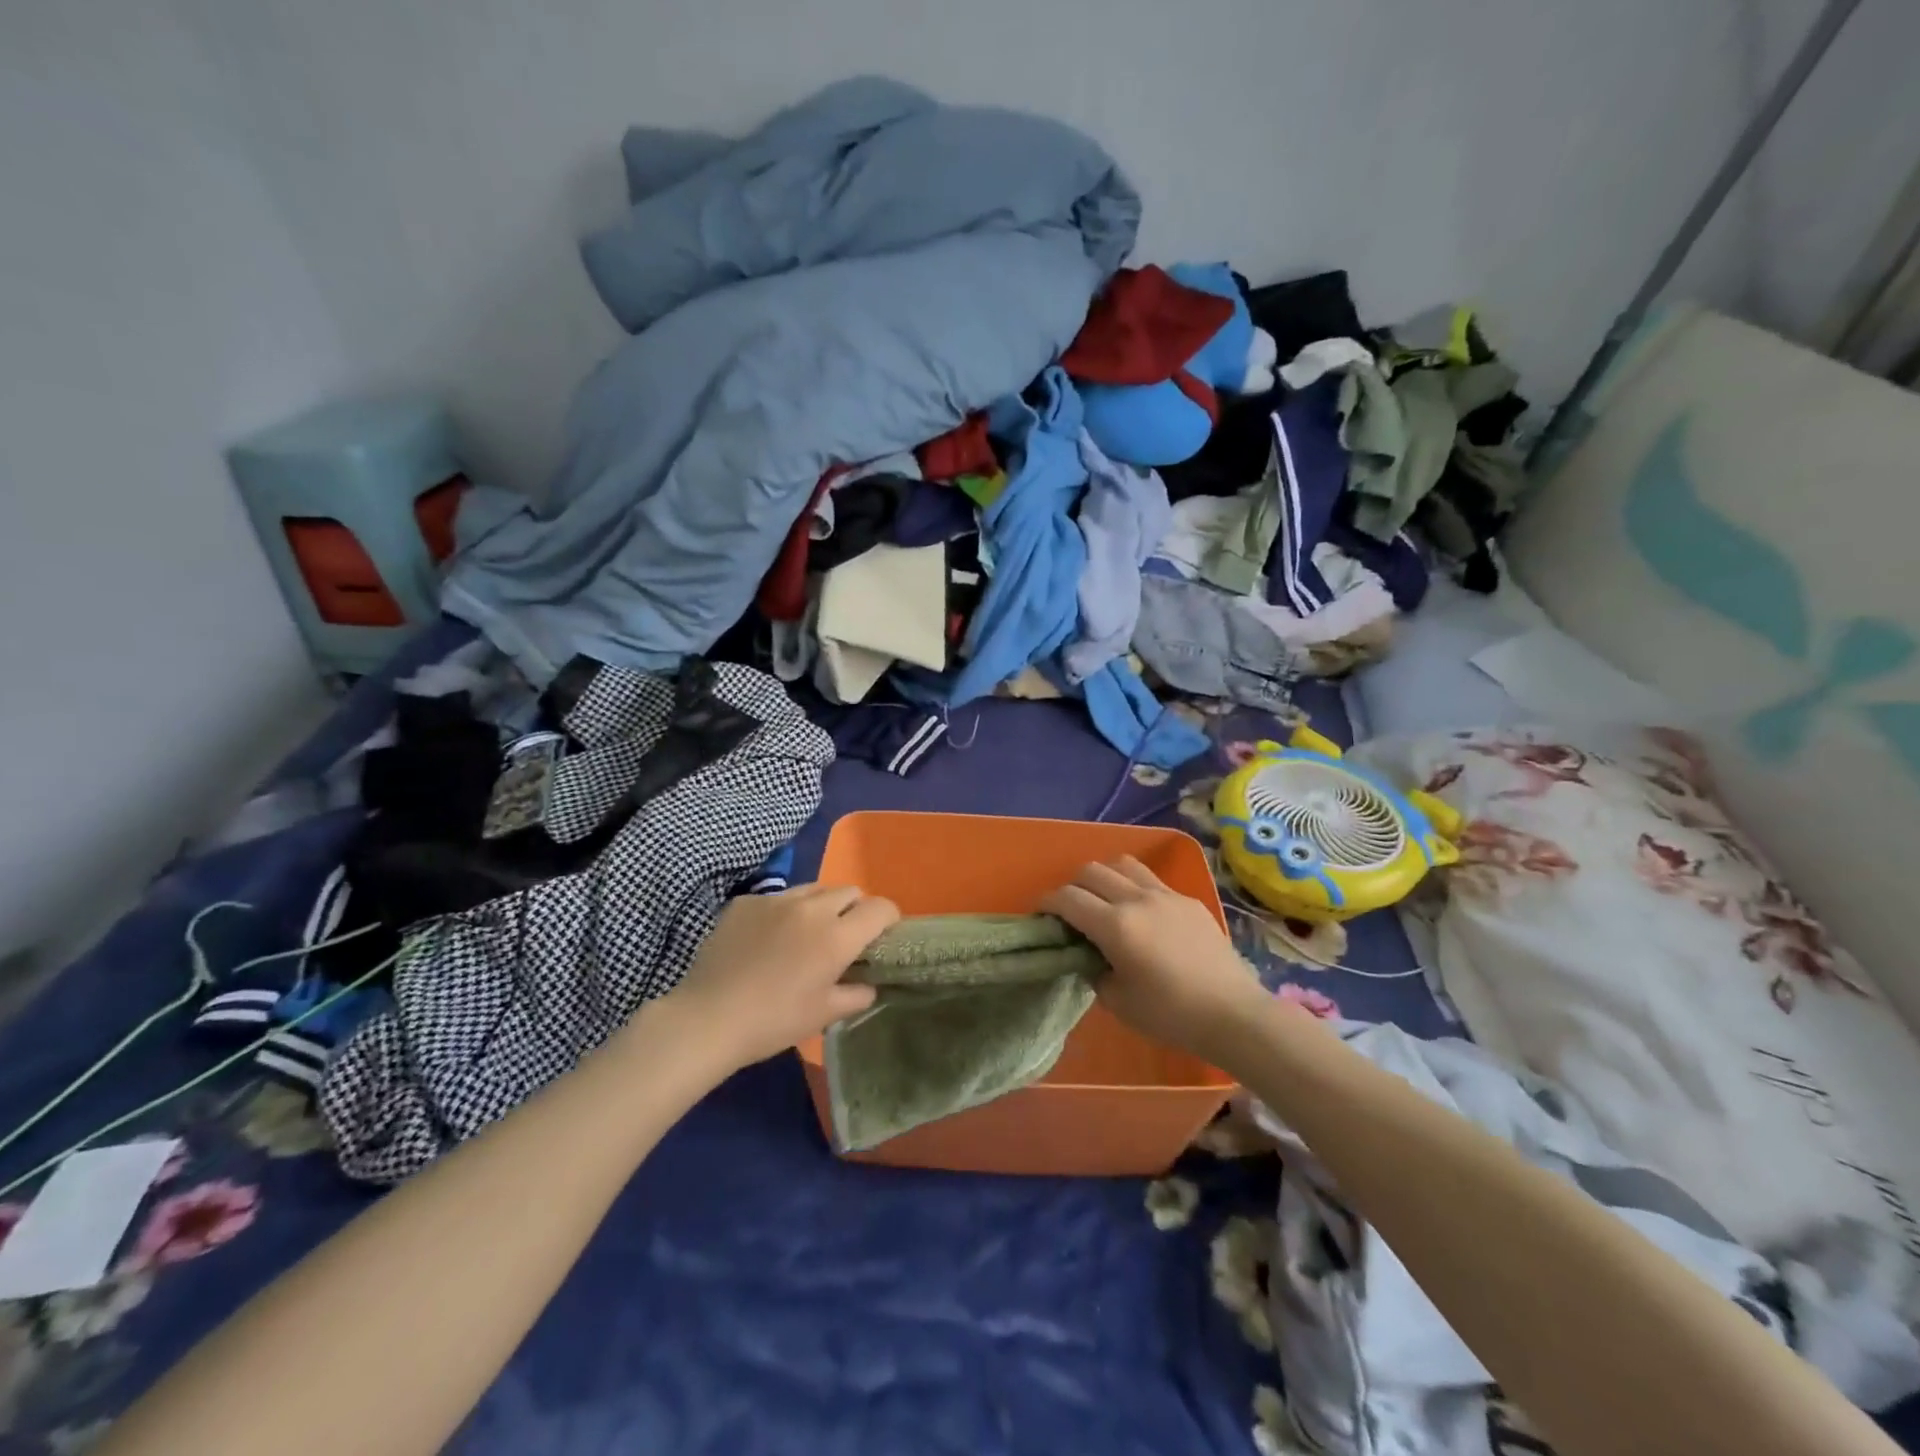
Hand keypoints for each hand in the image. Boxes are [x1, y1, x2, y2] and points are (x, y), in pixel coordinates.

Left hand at [664, 885, 898, 1070]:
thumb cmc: (773, 1021)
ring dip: (822, 906)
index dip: (888, 918)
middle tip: (844, 937)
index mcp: (837, 936)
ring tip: (807, 933)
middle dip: (855, 909)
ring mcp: (775, 900)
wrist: (707, 1018)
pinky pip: (778, 897)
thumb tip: (868, 984)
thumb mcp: (823, 1015)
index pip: (880, 908)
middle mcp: (812, 908)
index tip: (882, 935)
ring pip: (814, 889)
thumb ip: (856, 995)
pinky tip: (768, 939)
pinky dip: (784, 912)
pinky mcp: (746, 902)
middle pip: (849, 891)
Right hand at [1040, 857, 1266, 1065]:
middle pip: (1091, 871)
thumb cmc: (1171, 1015)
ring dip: (1104, 876)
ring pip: (1123, 864)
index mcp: (1115, 925)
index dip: (1047, 902)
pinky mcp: (1188, 899)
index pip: (1068, 898)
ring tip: (1103, 899)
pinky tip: (1140, 912)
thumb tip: (1090, 956)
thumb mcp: (1118, 1002)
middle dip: (1072, 885)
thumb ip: (1095, 972)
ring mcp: (1165, 895)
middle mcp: (1137, 899)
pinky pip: (1151, 879)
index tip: (1041, 913)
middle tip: (1070, 909)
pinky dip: (1133, 886)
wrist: (1233, 1013)